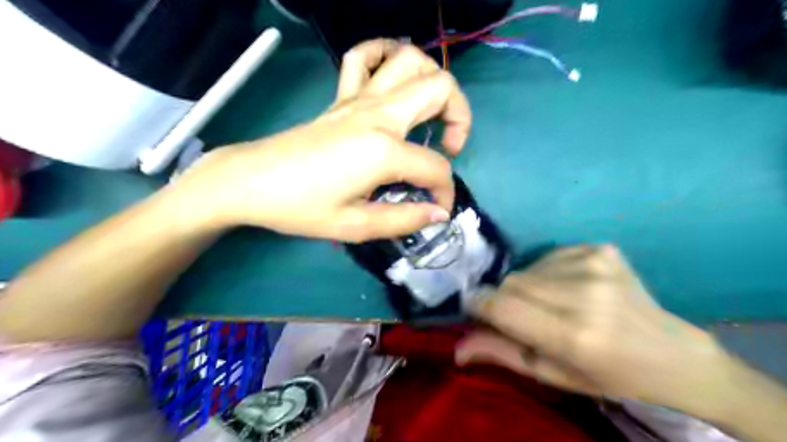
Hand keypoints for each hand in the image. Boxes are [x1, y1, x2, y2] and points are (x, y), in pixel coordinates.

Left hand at [179, 38, 468, 243]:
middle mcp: (378, 114)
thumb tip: (438, 213)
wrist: (251, 182)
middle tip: (448, 147)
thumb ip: (404, 220)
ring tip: (430, 113)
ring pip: (410, 60)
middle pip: (440, 88)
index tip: (438, 210)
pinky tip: (391, 78)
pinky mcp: (340, 97)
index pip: (435, 167)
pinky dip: (384, 56)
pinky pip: (363, 57)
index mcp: (384, 150)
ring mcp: (358, 99)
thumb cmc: (301, 207)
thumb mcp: (356, 227)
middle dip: (460, 116)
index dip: (445, 192)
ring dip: (432, 80)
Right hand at [456, 244, 731, 408]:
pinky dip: (548, 272)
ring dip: (528, 286)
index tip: (475, 308)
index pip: (500, 306)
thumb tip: (456, 349)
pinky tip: (571, 287)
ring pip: (527, 268)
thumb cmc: (608, 374)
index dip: (479, 304)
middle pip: (511, 283)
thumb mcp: (553, 375)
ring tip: (553, 303)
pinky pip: (550, 256)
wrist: (672, 353)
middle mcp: (583, 294)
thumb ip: (502, 354)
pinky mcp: (600, 249)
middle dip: (505, 299)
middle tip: (524, 316)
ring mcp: (594, 265)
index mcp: (572, 335)